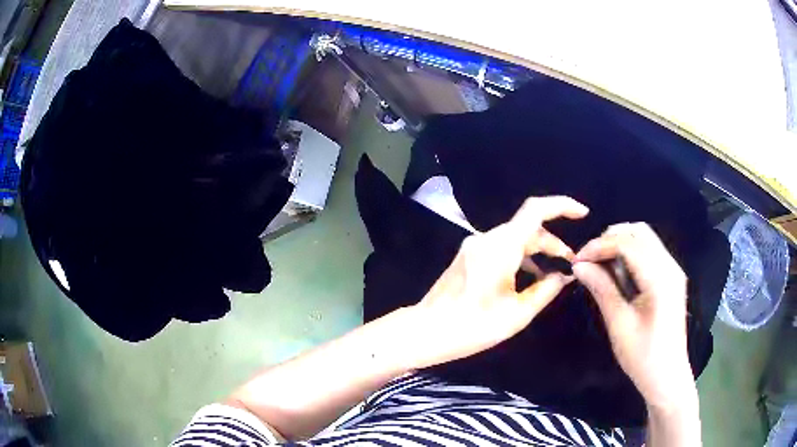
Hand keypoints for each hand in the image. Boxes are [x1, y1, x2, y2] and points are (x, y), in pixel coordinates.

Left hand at [411, 196, 588, 367]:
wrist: (426, 331)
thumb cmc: (473, 326)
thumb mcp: (517, 313)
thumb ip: (546, 291)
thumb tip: (564, 276)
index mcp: (501, 247)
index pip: (536, 210)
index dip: (562, 206)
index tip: (583, 214)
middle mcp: (487, 239)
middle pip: (528, 227)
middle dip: (553, 242)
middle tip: (571, 263)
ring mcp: (475, 246)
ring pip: (515, 238)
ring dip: (537, 251)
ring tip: (553, 274)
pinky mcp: (469, 255)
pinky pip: (502, 248)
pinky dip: (520, 257)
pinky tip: (529, 279)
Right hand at [572, 223, 697, 410]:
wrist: (667, 376)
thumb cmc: (642, 356)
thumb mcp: (619, 324)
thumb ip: (602, 289)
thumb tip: (579, 266)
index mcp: (660, 278)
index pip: (628, 243)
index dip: (599, 246)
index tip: (577, 260)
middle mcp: (670, 266)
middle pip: (639, 232)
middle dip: (610, 239)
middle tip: (589, 260)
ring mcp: (673, 270)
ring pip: (645, 238)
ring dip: (620, 244)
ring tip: (601, 267)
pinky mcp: (671, 278)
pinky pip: (650, 252)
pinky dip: (631, 254)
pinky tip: (619, 274)